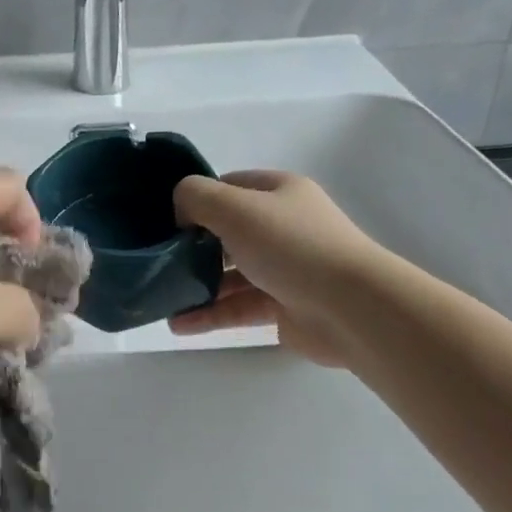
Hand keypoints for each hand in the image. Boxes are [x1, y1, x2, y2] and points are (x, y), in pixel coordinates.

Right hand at [168, 171, 378, 367]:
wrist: (351, 308)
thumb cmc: (291, 246)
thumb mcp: (234, 207)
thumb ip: (196, 197)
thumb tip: (181, 212)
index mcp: (279, 193)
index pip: (229, 187)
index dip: (197, 199)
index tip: (167, 220)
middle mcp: (283, 227)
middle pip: (227, 232)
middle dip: (192, 246)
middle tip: (160, 261)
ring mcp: (285, 269)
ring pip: (231, 274)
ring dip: (197, 285)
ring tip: (163, 298)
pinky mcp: (284, 307)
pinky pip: (239, 307)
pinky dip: (210, 314)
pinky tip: (178, 325)